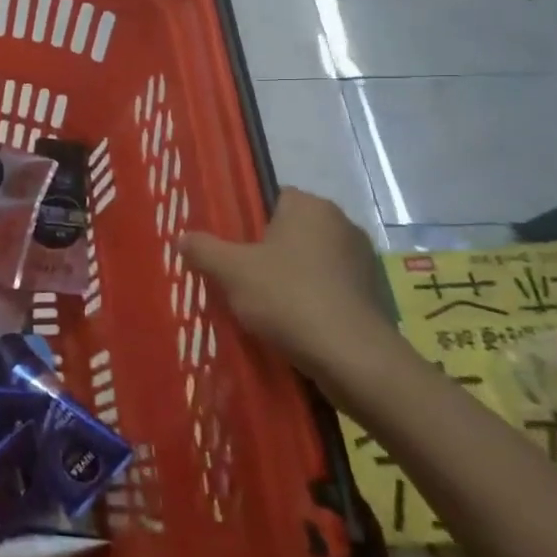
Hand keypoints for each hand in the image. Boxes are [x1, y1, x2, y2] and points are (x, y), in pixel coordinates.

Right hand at [180, 188, 392, 373]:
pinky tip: (292, 323)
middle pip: (290, 231)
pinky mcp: (373, 295)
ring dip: (290, 277)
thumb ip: (203, 249)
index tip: (229, 246)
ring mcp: (362, 261)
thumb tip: (183, 238)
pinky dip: (311, 300)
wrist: (352, 358)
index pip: (271, 198)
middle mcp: (342, 224)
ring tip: (262, 305)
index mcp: (310, 206)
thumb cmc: (288, 298)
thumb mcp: (230, 271)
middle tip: (238, 276)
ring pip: (310, 261)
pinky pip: (329, 288)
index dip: (246, 220)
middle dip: (267, 251)